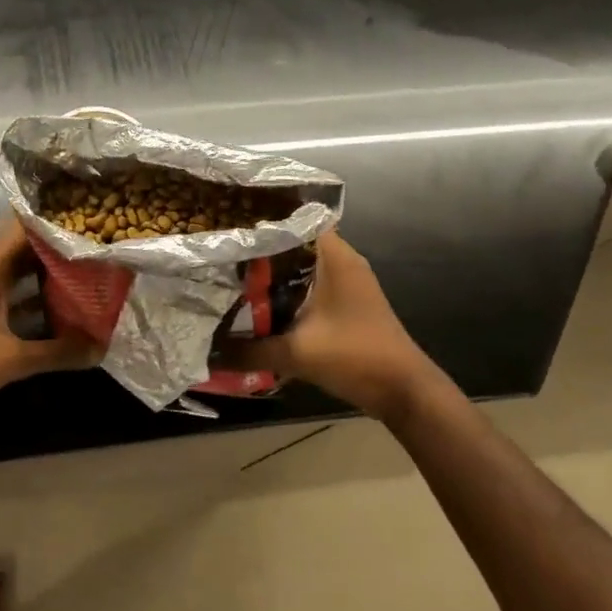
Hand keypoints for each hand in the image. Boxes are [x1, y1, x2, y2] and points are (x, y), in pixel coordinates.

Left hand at [0, 225, 99, 426]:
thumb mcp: (10, 359)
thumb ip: (57, 352)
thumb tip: (101, 347)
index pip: (23, 228)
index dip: (53, 220)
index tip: (88, 217)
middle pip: (25, 249)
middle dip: (58, 247)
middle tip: (98, 246)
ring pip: (20, 274)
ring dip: (49, 274)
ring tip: (89, 272)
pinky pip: (14, 298)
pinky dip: (36, 300)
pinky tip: (63, 310)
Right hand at [224, 231, 432, 420]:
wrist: (404, 391)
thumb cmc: (355, 356)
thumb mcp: (296, 353)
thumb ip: (248, 351)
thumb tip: (208, 353)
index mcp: (334, 257)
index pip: (295, 219)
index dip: (261, 219)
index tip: (228, 225)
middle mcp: (342, 262)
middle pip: (294, 243)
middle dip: (259, 250)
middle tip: (221, 254)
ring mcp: (346, 284)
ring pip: (301, 267)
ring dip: (272, 274)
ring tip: (231, 278)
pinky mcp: (346, 305)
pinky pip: (309, 287)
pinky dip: (286, 293)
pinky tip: (259, 307)